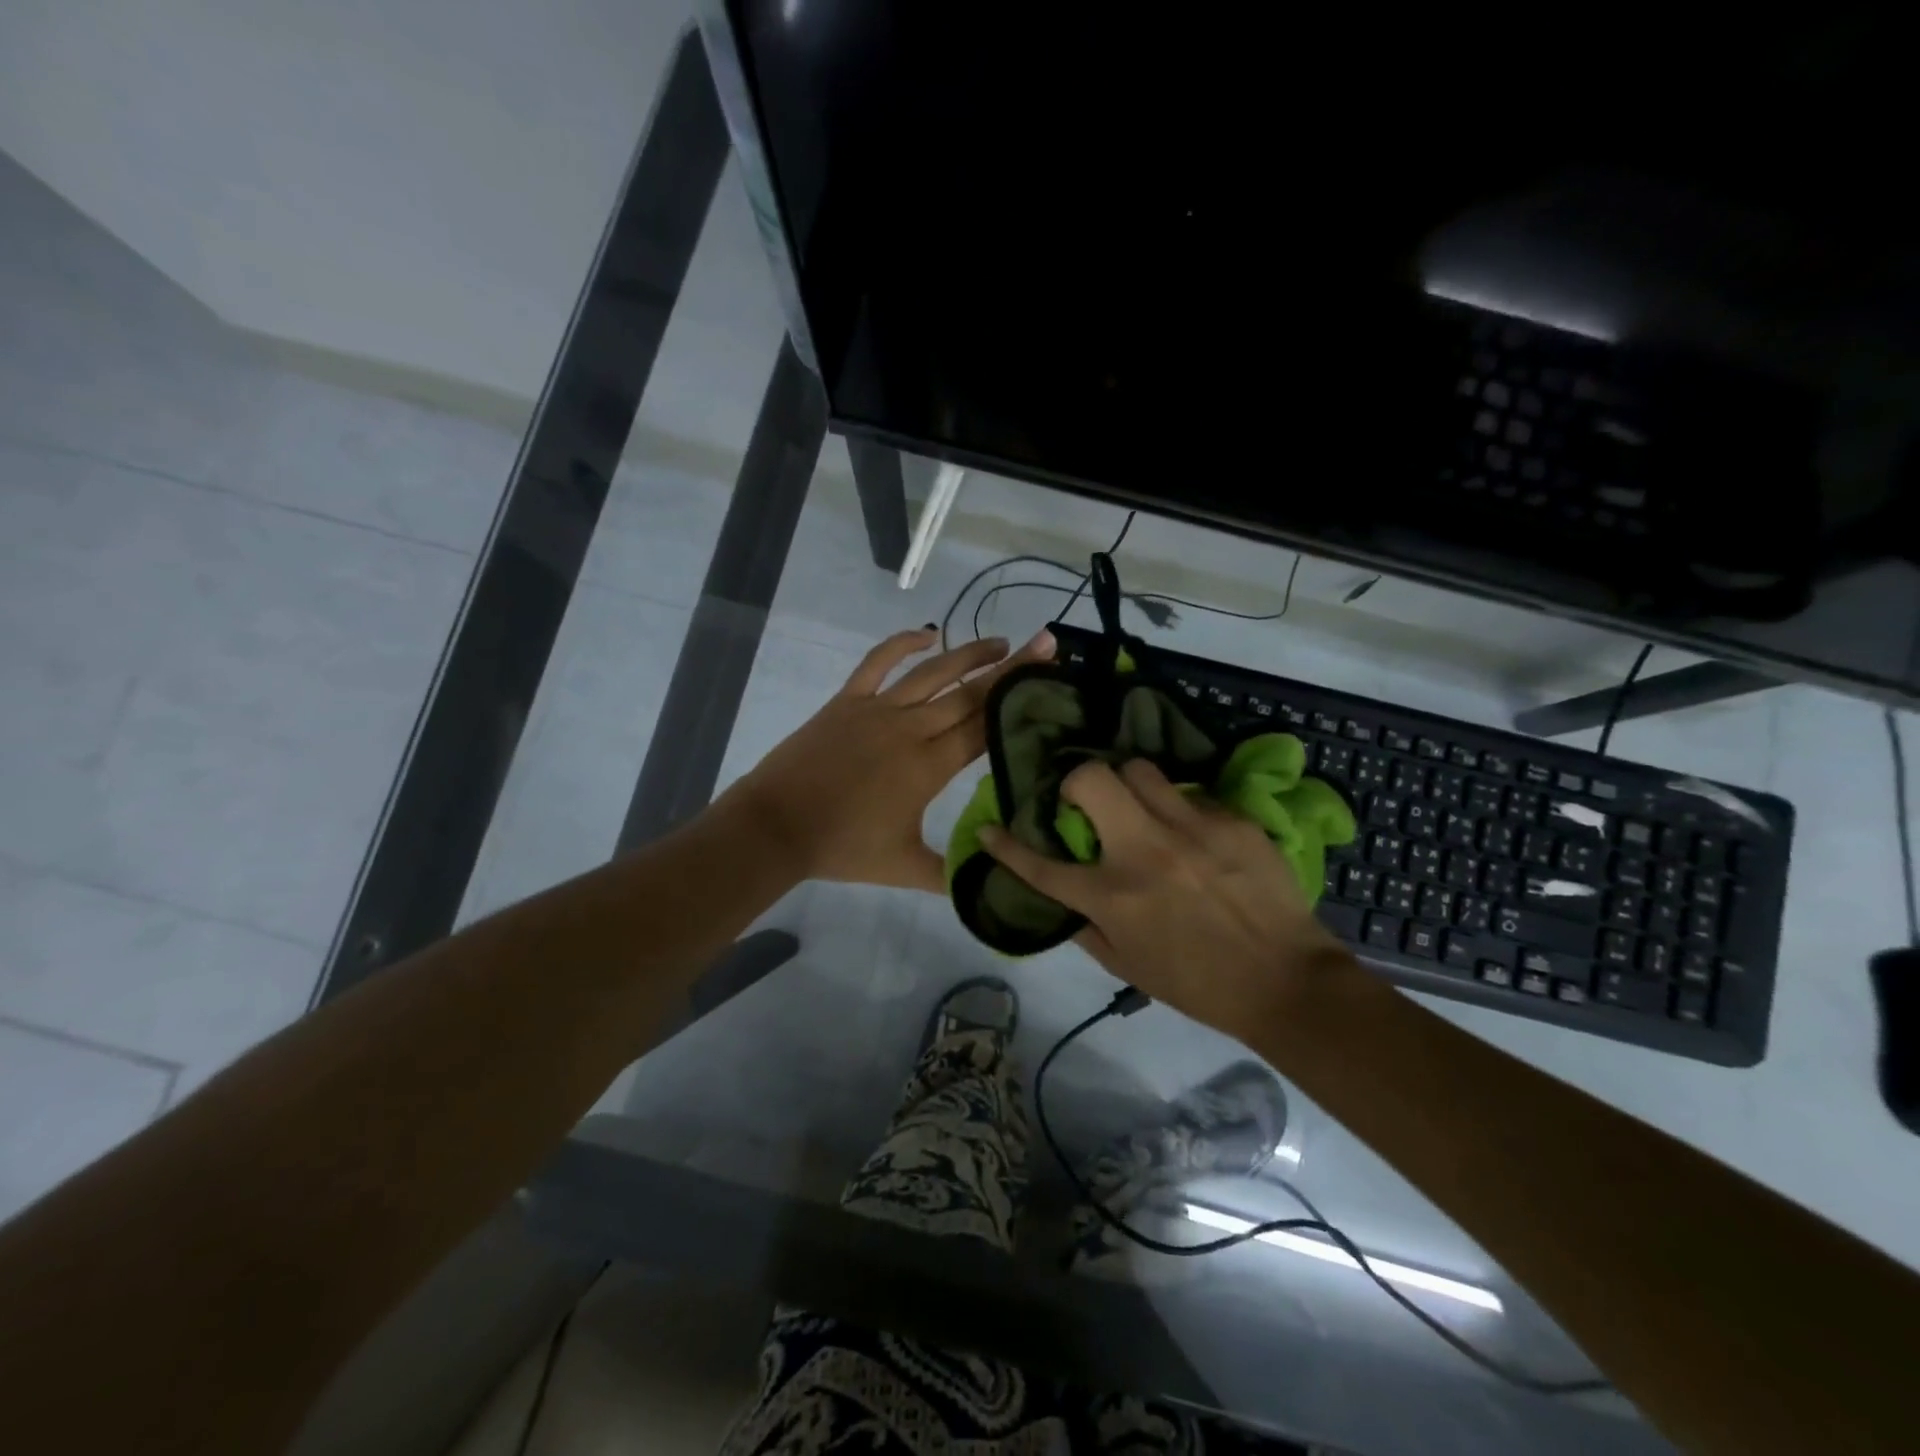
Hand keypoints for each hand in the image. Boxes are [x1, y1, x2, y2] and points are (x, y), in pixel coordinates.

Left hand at [725, 626, 1054, 892]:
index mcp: (929, 766)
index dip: (1018, 705)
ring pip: (934, 672)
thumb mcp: (904, 868)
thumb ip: (950, 874)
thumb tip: (990, 881)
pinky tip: (928, 632)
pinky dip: (903, 642)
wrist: (777, 827)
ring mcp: (878, 709)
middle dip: (1012, 670)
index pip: (984, 728)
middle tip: (1046, 644)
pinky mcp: (848, 700)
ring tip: (1001, 642)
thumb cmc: (842, 848)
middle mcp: (911, 729)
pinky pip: (879, 662)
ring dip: (970, 653)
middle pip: (970, 694)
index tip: (1049, 683)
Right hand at [978, 758, 1355, 1033]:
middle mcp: (1143, 851)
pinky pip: (1190, 795)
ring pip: (1139, 769)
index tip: (990, 830)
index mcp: (1112, 897)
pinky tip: (1194, 835)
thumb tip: (1064, 899)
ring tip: (1140, 808)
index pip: (1041, 865)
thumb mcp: (1128, 968)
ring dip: (1128, 785)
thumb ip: (1087, 928)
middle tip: (1085, 802)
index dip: (1006, 846)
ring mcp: (1190, 829)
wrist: (1286, 982)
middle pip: (1091, 779)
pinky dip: (1179, 810)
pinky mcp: (1231, 821)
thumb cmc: (1198, 984)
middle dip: (1076, 782)